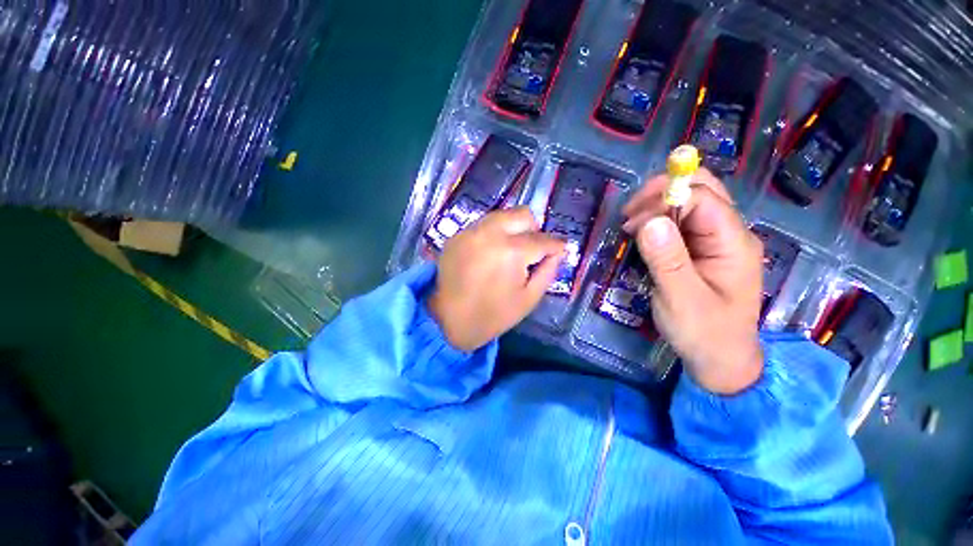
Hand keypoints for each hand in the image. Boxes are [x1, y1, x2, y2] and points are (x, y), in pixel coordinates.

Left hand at [428, 207, 566, 351]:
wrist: (447, 320)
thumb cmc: (492, 315)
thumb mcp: (529, 299)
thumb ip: (548, 271)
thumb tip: (558, 252)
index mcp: (511, 252)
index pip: (543, 239)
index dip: (556, 245)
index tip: (560, 250)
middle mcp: (490, 233)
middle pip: (523, 214)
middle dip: (534, 230)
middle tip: (532, 251)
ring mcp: (470, 231)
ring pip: (502, 215)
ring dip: (513, 229)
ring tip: (510, 251)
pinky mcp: (457, 235)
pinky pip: (483, 225)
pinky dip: (493, 234)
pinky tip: (489, 254)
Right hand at [622, 169, 763, 393]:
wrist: (720, 358)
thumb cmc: (704, 333)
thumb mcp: (681, 300)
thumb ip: (668, 260)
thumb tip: (650, 221)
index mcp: (733, 243)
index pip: (701, 197)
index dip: (663, 200)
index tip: (631, 223)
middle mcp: (729, 232)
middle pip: (701, 187)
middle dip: (661, 192)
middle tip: (629, 215)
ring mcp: (716, 238)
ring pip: (689, 199)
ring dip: (656, 204)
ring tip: (630, 226)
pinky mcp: (701, 247)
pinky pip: (680, 220)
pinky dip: (657, 219)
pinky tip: (641, 234)